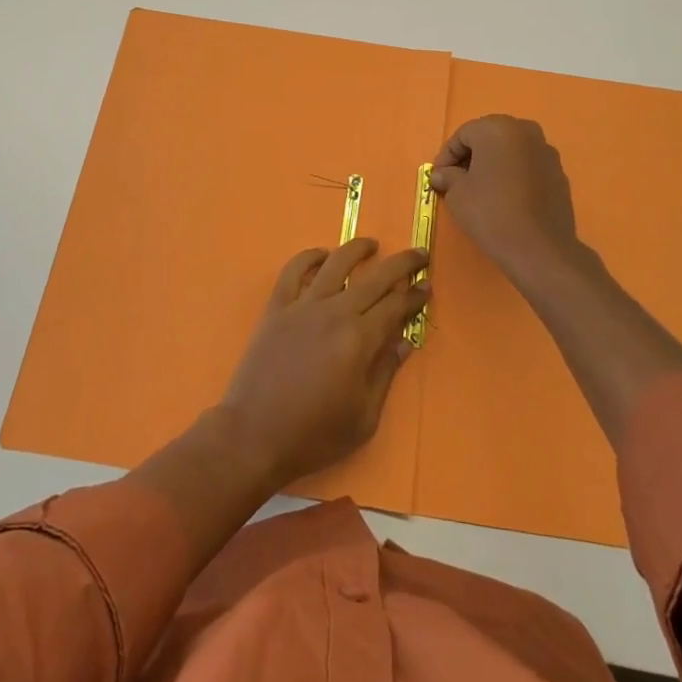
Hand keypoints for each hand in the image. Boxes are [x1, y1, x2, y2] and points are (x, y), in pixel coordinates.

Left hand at [218, 239, 429, 489]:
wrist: (253, 436)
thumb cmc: (313, 435)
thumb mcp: (363, 418)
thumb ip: (385, 374)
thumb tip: (404, 341)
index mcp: (359, 340)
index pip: (395, 307)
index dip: (415, 295)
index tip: (427, 286)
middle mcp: (334, 313)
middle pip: (374, 278)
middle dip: (401, 264)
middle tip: (418, 255)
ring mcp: (302, 306)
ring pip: (336, 263)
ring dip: (358, 249)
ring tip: (373, 244)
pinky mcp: (276, 307)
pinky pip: (294, 271)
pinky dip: (309, 256)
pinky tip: (322, 254)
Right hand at [428, 115, 585, 282]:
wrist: (539, 248)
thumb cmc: (490, 212)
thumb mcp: (457, 194)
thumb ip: (447, 176)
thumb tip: (442, 174)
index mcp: (497, 128)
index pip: (463, 135)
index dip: (446, 156)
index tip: (438, 178)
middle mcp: (525, 131)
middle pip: (489, 138)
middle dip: (471, 157)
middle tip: (457, 181)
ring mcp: (546, 151)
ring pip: (510, 152)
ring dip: (493, 165)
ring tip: (481, 191)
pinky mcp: (559, 173)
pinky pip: (528, 167)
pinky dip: (513, 175)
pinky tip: (505, 198)